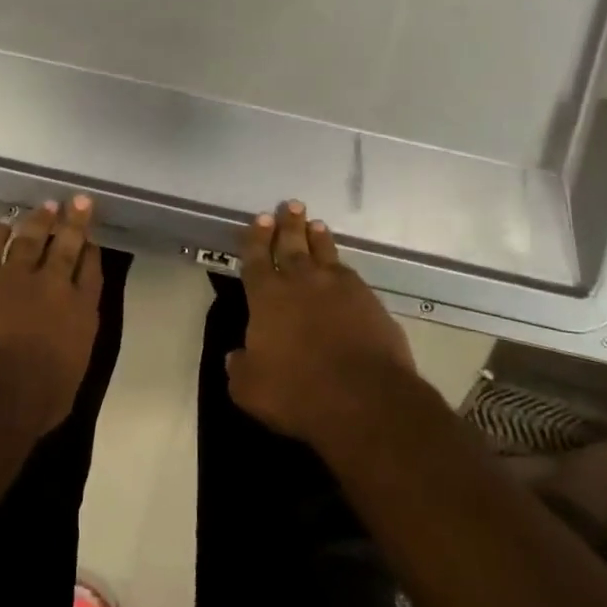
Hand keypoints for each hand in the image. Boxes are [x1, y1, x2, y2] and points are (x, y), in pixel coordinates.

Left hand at [0, 198, 103, 437]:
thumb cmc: (33, 400)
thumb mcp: (69, 377)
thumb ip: (70, 348)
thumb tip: (65, 339)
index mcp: (80, 313)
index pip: (91, 273)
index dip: (90, 253)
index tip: (90, 239)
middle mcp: (53, 284)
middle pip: (67, 245)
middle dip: (74, 222)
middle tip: (78, 201)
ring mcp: (15, 273)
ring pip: (31, 237)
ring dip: (39, 220)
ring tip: (46, 206)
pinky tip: (1, 224)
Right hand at [225, 202, 417, 454]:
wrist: (366, 401)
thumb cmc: (298, 393)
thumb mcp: (250, 389)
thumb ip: (240, 368)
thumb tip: (236, 356)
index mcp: (267, 298)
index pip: (256, 259)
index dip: (256, 239)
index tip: (260, 218)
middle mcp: (302, 284)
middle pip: (293, 246)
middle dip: (289, 225)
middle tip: (291, 205)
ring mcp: (340, 290)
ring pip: (325, 255)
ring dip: (318, 239)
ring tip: (316, 224)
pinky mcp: (371, 304)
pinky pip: (351, 276)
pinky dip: (342, 267)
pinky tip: (343, 268)